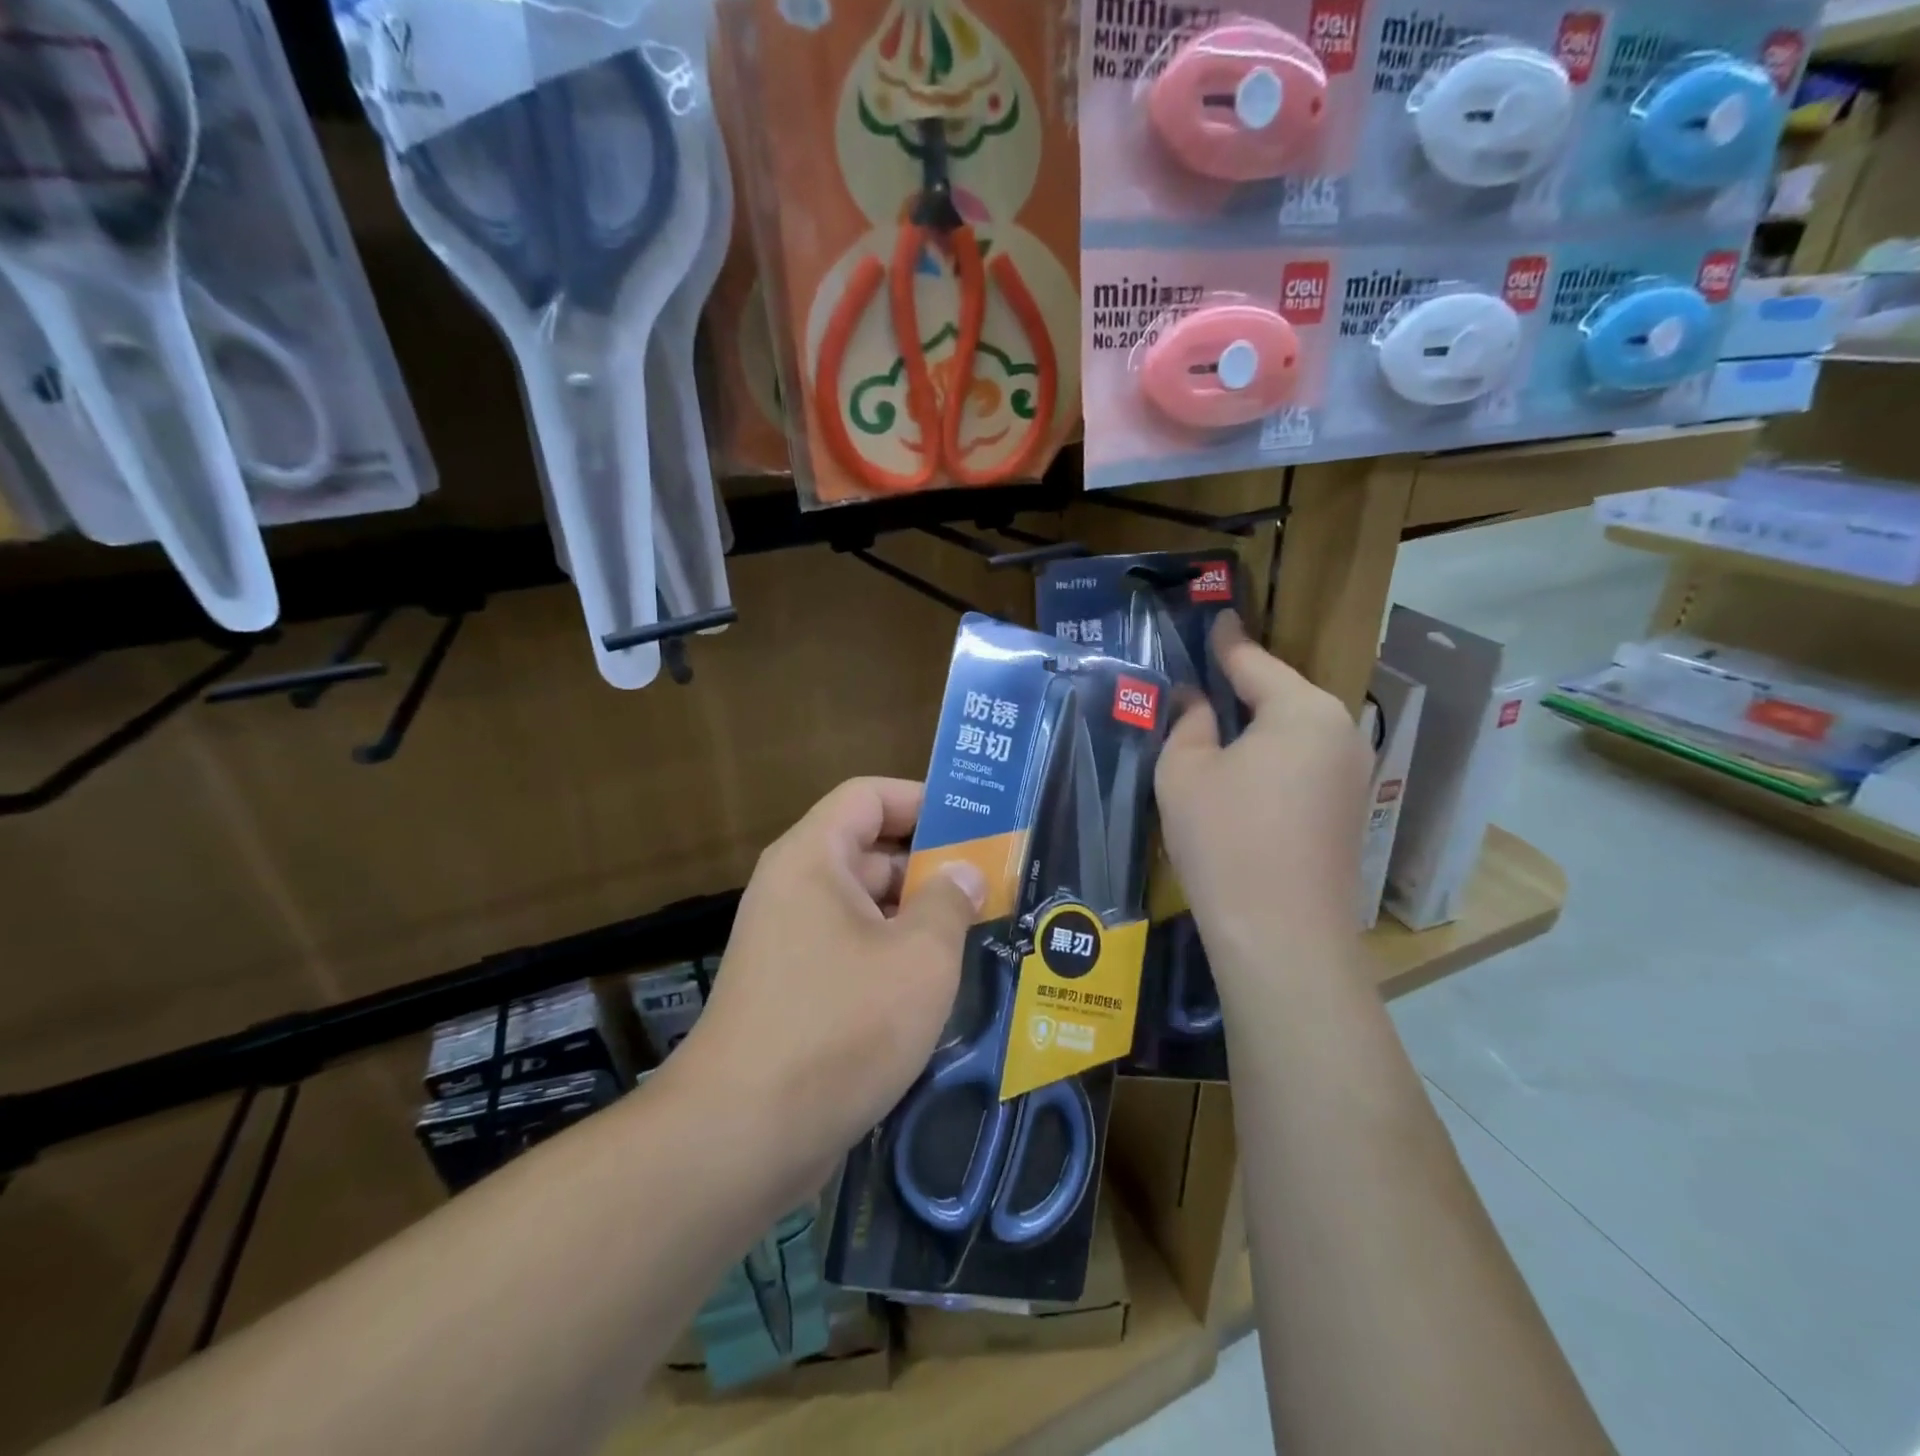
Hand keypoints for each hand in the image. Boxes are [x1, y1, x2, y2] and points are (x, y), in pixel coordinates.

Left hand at [670, 778, 985, 1203]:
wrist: (742, 1138)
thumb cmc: (840, 1027)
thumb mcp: (919, 958)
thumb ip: (950, 902)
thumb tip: (964, 872)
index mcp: (813, 858)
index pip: (868, 795)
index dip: (923, 799)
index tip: (977, 825)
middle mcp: (795, 889)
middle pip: (870, 850)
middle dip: (932, 863)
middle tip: (996, 884)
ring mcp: (791, 943)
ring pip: (866, 907)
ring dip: (919, 915)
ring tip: (982, 931)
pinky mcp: (795, 991)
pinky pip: (853, 951)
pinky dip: (895, 956)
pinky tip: (941, 985)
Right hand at [1155, 613, 1370, 975]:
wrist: (1282, 936)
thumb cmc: (1225, 839)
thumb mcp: (1185, 772)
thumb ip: (1188, 723)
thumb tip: (1196, 701)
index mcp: (1302, 709)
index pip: (1255, 661)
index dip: (1227, 641)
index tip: (1216, 619)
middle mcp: (1340, 731)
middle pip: (1282, 694)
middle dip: (1243, 686)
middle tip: (1203, 679)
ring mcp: (1353, 774)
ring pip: (1295, 731)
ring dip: (1258, 726)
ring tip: (1218, 725)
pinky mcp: (1351, 810)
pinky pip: (1305, 763)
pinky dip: (1273, 758)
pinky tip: (1245, 773)